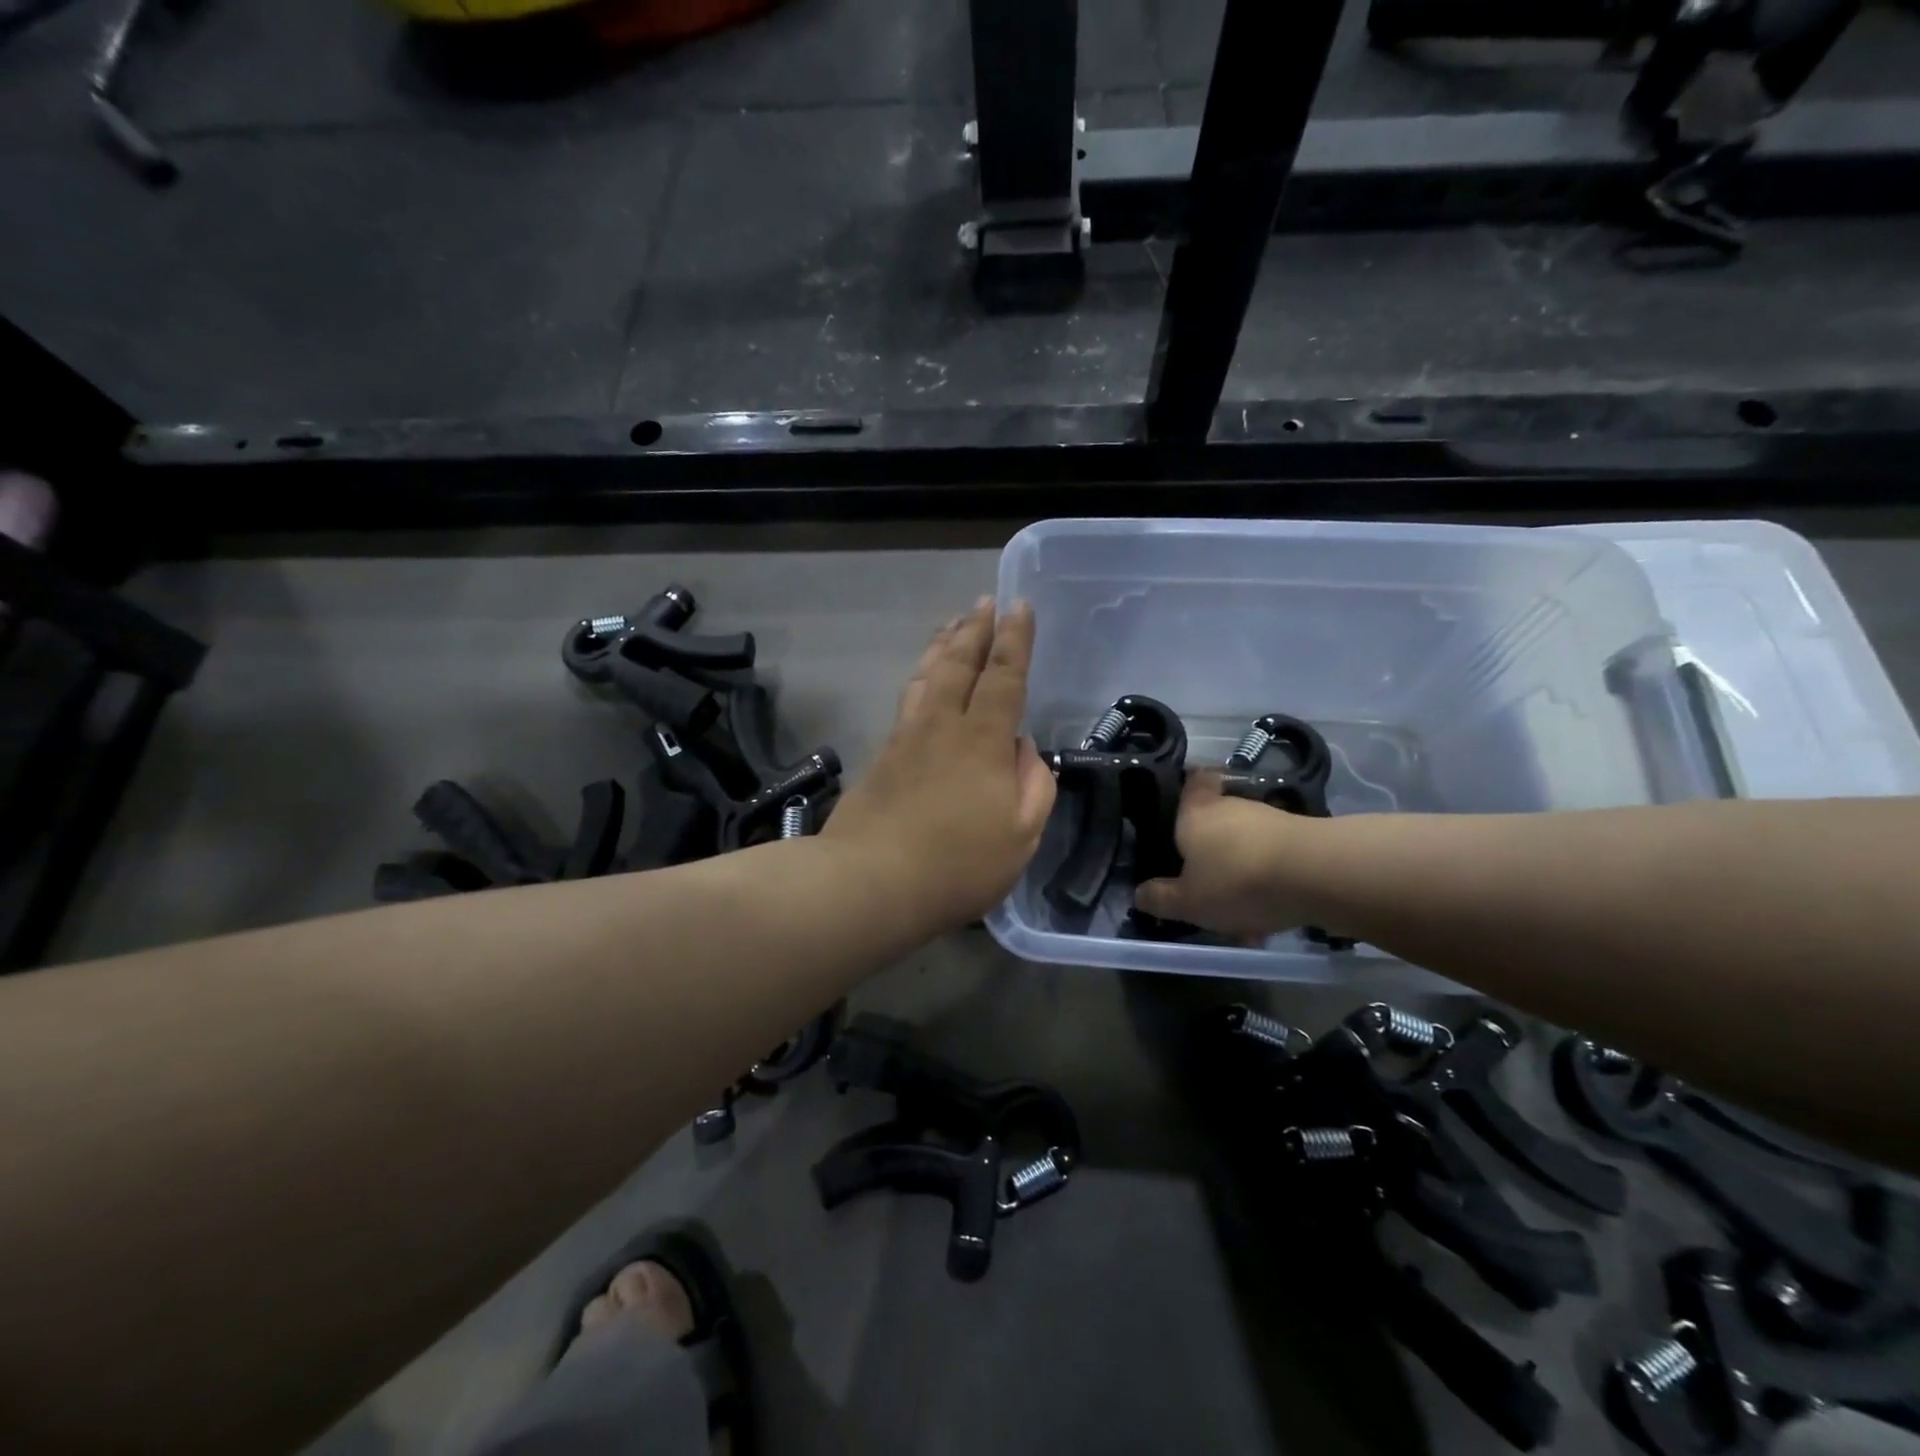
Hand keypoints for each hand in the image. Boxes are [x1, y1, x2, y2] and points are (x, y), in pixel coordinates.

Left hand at [823, 598, 1055, 932]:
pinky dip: (922, 675)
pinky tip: (924, 678)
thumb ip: (1034, 785)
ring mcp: (906, 736)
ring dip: (943, 644)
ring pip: (927, 674)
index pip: (1003, 676)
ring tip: (953, 624)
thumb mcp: (1021, 836)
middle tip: (984, 602)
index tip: (1020, 606)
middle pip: (959, 662)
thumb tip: (1023, 748)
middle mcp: (942, 724)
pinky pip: (908, 698)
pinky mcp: (882, 754)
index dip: (1015, 639)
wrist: (871, 881)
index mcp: (982, 739)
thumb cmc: (958, 864)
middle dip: (975, 628)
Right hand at [1134, 773, 1326, 939]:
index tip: (1184, 803)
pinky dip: (1269, 880)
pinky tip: (1270, 914)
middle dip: (1212, 849)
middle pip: (1217, 819)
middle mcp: (1232, 806)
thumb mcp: (1188, 902)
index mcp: (1195, 813)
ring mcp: (1271, 819)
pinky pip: (1274, 858)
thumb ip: (1161, 899)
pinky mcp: (1303, 837)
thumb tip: (1139, 894)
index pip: (1192, 781)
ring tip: (1242, 915)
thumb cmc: (1236, 880)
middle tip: (1205, 883)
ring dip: (1242, 871)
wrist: (1317, 874)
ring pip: (1247, 844)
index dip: (1189, 787)